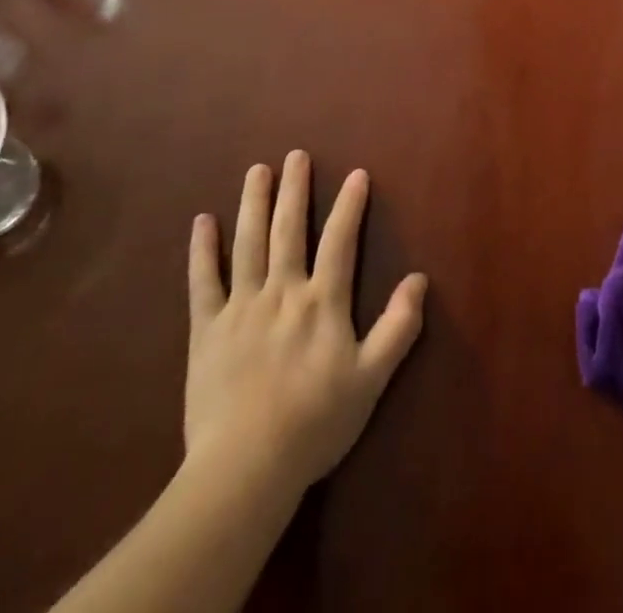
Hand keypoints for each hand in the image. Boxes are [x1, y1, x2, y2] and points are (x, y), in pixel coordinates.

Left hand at [182, 151, 427, 492]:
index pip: (340, 240)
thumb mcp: (371, 379)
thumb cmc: (315, 424)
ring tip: (257, 170)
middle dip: (294, 189)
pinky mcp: (207, 329)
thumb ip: (398, 327)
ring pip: (248, 243)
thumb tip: (420, 279)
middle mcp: (282, 291)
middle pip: (289, 229)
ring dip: (254, 203)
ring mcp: (241, 306)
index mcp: (322, 302)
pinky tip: (203, 221)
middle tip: (295, 155)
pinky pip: (203, 281)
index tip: (356, 173)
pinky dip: (202, 249)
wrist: (246, 467)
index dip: (350, 205)